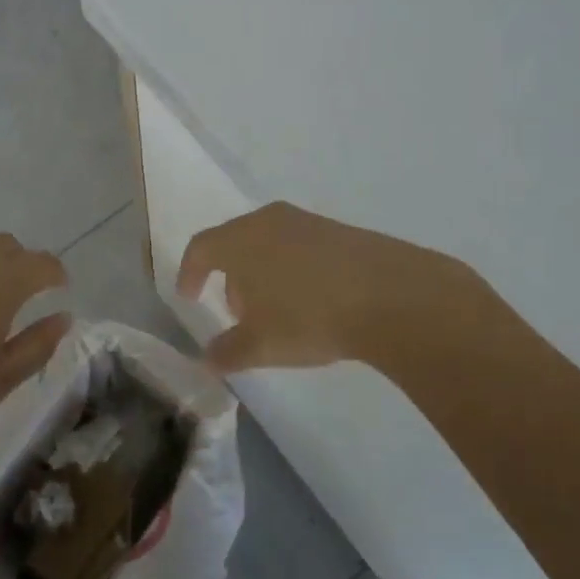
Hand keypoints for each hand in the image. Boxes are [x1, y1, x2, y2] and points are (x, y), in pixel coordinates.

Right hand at [177, 202, 487, 374]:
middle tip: (237, 313)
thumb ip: (227, 352)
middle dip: (229, 277)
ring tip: (275, 311)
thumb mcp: (261, 345)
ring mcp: (305, 221)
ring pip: (268, 243)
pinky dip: (291, 269)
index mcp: (239, 240)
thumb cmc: (309, 316)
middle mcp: (267, 220)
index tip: (188, 295)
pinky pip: (299, 246)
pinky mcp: (338, 229)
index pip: (200, 248)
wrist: (390, 294)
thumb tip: (207, 358)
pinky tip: (311, 300)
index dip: (189, 272)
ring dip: (262, 273)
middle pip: (234, 243)